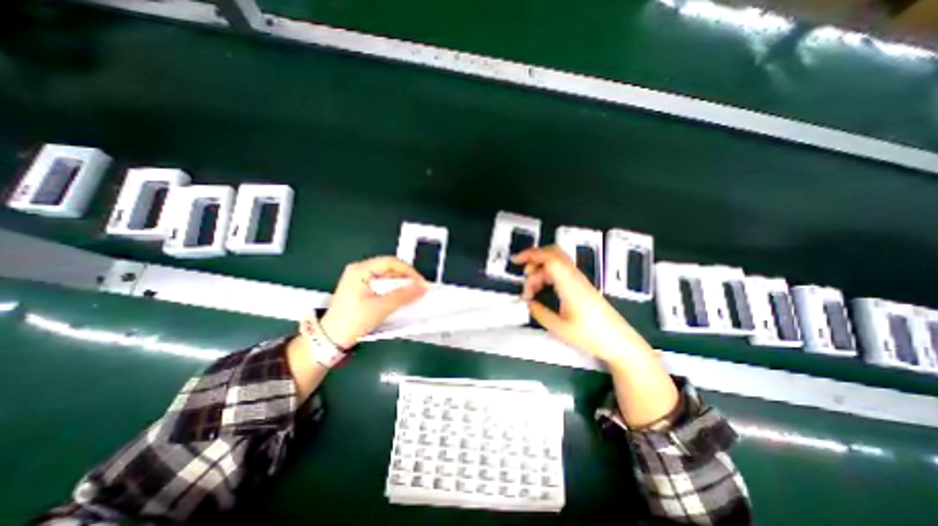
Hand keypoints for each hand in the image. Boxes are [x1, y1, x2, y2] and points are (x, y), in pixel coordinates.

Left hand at [319, 254, 428, 348]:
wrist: (332, 338)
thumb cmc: (352, 321)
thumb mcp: (381, 307)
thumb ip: (403, 295)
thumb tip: (422, 288)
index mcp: (360, 270)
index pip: (391, 262)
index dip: (409, 271)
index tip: (420, 282)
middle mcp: (359, 270)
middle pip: (389, 267)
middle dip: (405, 278)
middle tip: (418, 288)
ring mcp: (359, 278)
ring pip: (386, 275)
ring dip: (400, 284)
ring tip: (411, 293)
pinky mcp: (361, 287)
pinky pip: (382, 283)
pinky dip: (393, 289)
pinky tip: (399, 296)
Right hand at [512, 244, 653, 361]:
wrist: (619, 341)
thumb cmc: (591, 335)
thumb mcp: (560, 328)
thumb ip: (540, 313)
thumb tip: (528, 303)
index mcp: (569, 284)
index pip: (549, 258)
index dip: (531, 255)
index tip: (517, 261)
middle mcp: (575, 277)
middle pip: (553, 254)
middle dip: (534, 258)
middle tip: (523, 273)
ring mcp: (579, 280)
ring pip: (556, 262)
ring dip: (540, 270)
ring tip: (531, 290)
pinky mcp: (581, 285)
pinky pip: (561, 271)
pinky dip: (548, 275)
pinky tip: (542, 289)